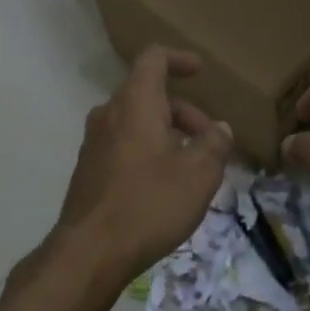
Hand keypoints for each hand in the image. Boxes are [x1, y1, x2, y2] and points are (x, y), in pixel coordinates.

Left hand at [50, 46, 232, 292]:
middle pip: (149, 95)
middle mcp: (109, 114)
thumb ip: (215, 144)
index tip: (200, 71)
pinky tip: (165, 185)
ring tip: (193, 167)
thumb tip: (220, 129)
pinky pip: (124, 144)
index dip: (178, 58)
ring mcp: (94, 142)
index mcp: (135, 103)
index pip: (153, 58)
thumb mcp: (198, 174)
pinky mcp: (89, 169)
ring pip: (137, 122)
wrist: (90, 252)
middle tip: (210, 143)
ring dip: (167, 134)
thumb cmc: (149, 204)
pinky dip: (148, 150)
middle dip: (184, 112)